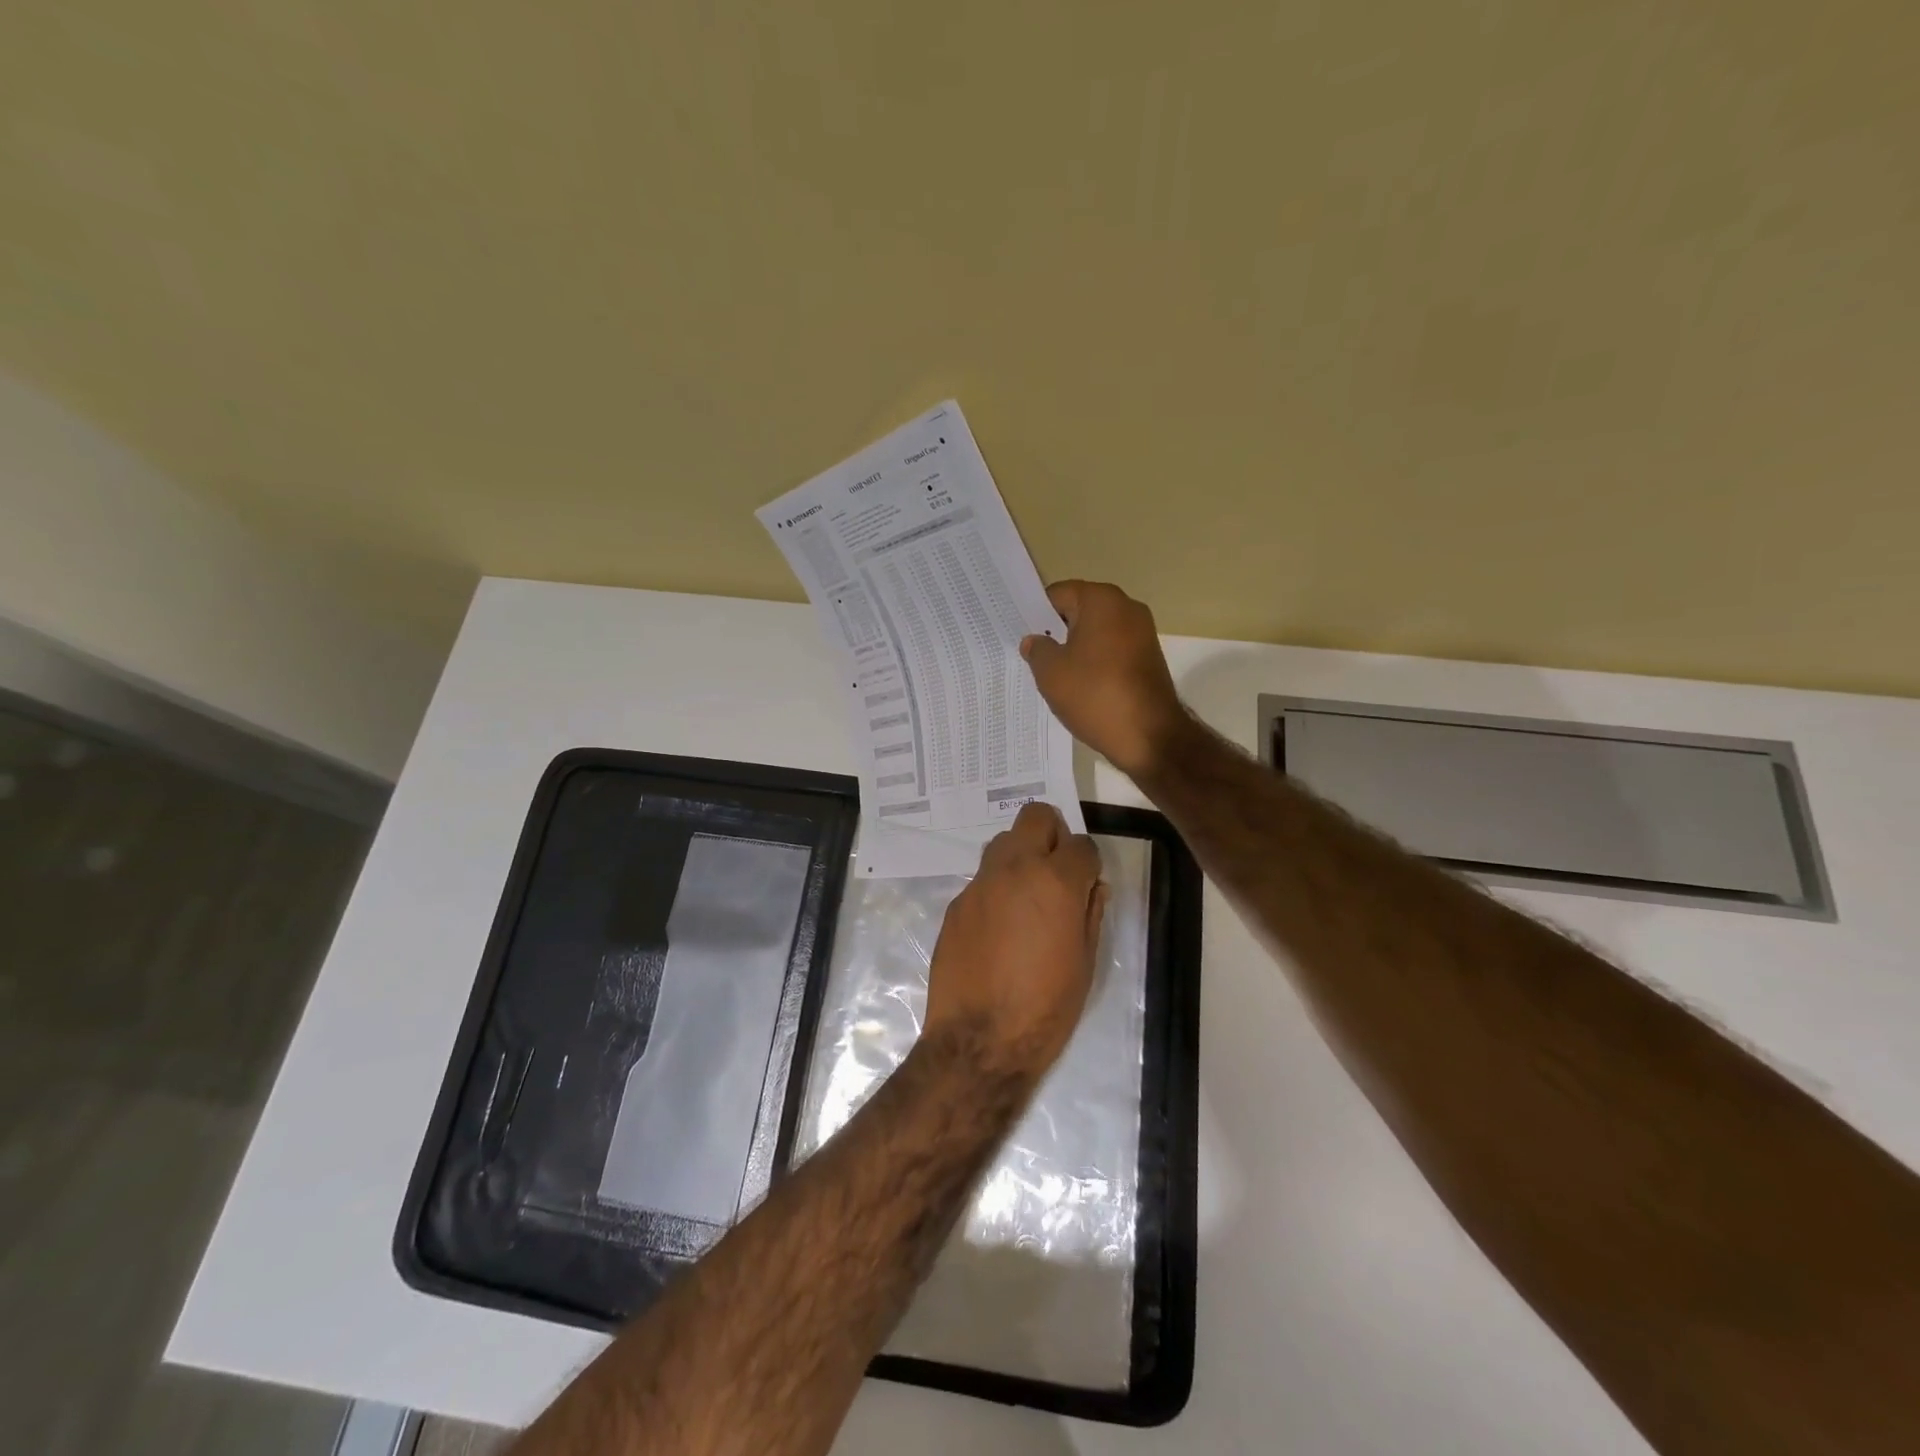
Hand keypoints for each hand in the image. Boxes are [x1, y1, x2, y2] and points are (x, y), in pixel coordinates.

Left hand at [923, 803, 1106, 1082]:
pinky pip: (982, 878)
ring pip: (1003, 841)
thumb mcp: (1085, 963)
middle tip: (1056, 869)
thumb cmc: (1045, 1007)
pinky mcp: (957, 902)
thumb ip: (1090, 913)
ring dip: (1020, 855)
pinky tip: (998, 926)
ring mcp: (980, 883)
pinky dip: (996, 888)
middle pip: (1035, 817)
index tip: (1086, 884)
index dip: (1087, 862)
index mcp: (1055, 882)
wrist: (979, 1039)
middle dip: (1051, 834)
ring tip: (1026, 896)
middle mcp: (1015, 869)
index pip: (1081, 844)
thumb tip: (1091, 886)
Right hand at [1020, 580, 1186, 779]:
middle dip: (1056, 632)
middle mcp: (1127, 608)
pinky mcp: (1149, 658)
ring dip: (1075, 650)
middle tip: (1032, 657)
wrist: (1150, 736)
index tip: (1021, 635)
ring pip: (1096, 634)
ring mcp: (1142, 633)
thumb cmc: (1095, 695)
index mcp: (1102, 600)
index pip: (1058, 595)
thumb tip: (1035, 641)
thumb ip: (1037, 650)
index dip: (1036, 614)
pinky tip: (1080, 687)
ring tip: (1054, 676)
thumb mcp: (1051, 673)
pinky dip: (1095, 664)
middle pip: (1079, 612)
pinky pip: (1112, 652)